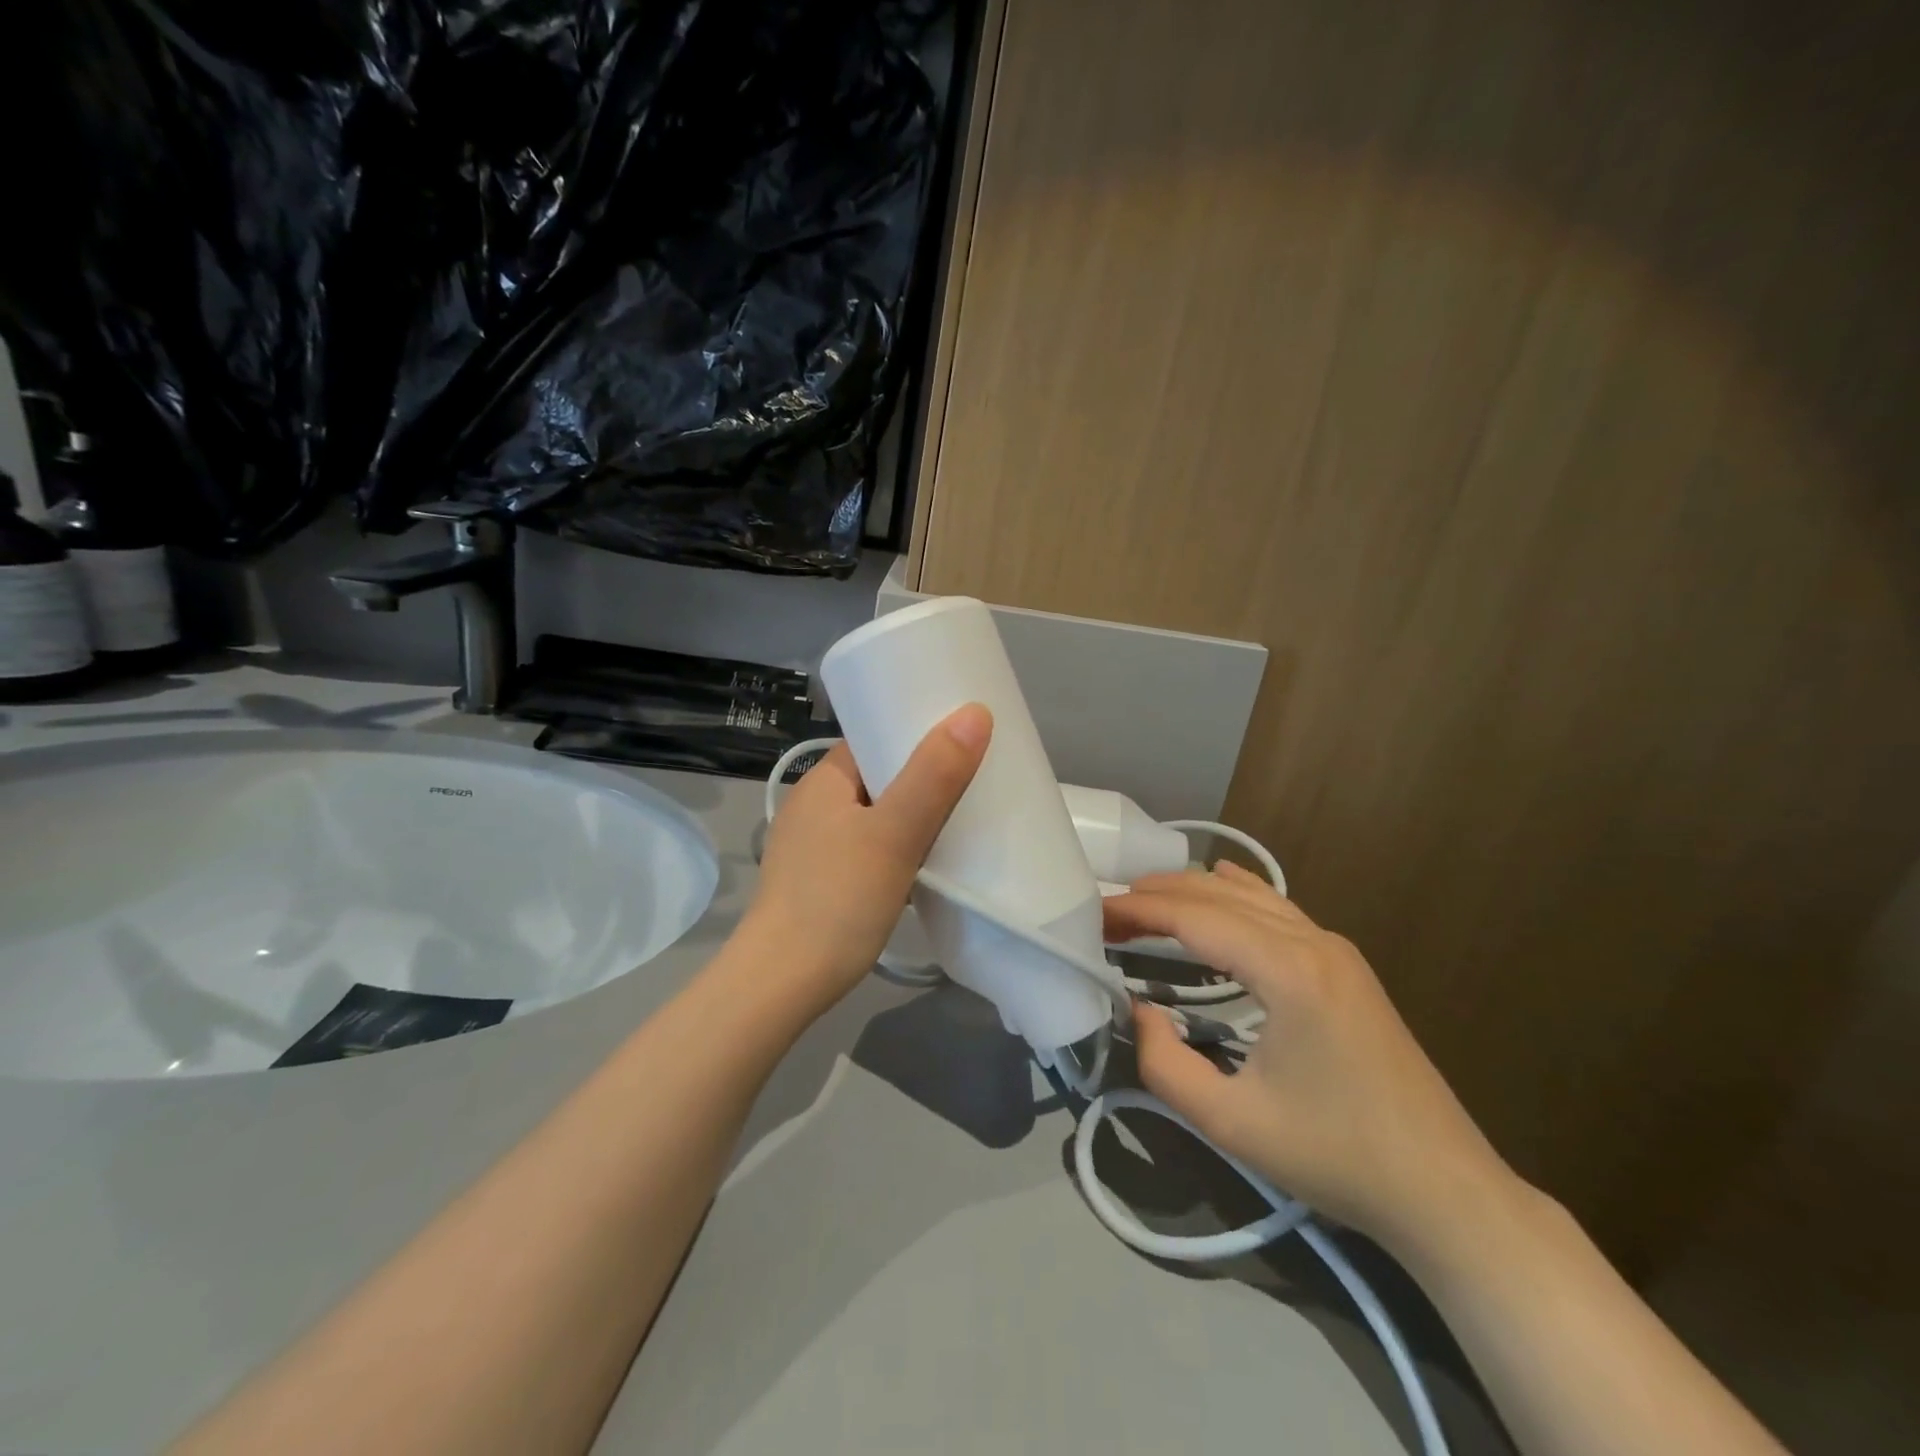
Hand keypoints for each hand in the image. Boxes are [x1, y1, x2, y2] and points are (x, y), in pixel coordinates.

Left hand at [743, 705, 991, 1017]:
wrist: (781, 985)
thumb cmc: (837, 900)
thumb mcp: (895, 833)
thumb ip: (934, 775)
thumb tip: (974, 712)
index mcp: (824, 780)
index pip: (875, 738)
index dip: (918, 733)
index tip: (964, 739)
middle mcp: (815, 805)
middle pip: (881, 776)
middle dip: (925, 778)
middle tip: (975, 781)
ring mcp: (815, 846)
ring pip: (878, 815)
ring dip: (915, 817)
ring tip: (962, 820)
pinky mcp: (822, 881)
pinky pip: (871, 848)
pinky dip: (900, 848)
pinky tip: (928, 864)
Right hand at [1106, 863, 1520, 1257]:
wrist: (1443, 1189)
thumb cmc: (1335, 1155)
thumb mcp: (1231, 1122)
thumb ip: (1164, 1064)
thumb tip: (1138, 1011)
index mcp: (1288, 971)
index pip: (1196, 918)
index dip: (1139, 912)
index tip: (1094, 915)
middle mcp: (1313, 942)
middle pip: (1220, 895)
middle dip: (1159, 894)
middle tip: (1108, 910)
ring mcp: (1335, 949)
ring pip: (1252, 896)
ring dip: (1195, 891)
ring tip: (1145, 897)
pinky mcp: (1345, 966)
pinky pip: (1280, 910)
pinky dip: (1239, 892)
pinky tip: (1222, 879)